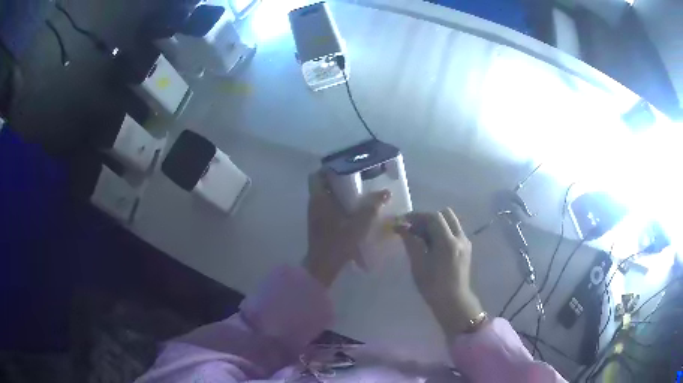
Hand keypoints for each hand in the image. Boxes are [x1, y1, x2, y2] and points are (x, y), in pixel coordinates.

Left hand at [303, 171, 390, 287]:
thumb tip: (385, 192)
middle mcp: (314, 204)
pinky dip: (339, 206)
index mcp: (319, 199)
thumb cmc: (338, 242)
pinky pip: (328, 208)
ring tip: (359, 195)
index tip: (345, 168)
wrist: (323, 266)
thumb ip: (372, 207)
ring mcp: (315, 215)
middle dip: (338, 181)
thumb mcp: (359, 223)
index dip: (329, 169)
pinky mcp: (319, 225)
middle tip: (357, 180)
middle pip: (323, 185)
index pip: (316, 175)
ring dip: (339, 195)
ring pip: (325, 197)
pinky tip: (354, 212)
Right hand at [396, 208, 483, 339]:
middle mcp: (460, 237)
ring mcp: (465, 242)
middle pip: (445, 214)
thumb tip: (401, 227)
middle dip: (427, 218)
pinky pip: (454, 231)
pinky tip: (432, 244)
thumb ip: (411, 242)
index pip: (433, 217)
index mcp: (448, 242)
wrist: (454, 303)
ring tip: (421, 236)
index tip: (403, 221)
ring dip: (435, 224)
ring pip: (451, 222)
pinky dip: (442, 231)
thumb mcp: (418, 265)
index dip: (417, 216)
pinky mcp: (466, 249)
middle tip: (413, 228)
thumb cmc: (433, 287)